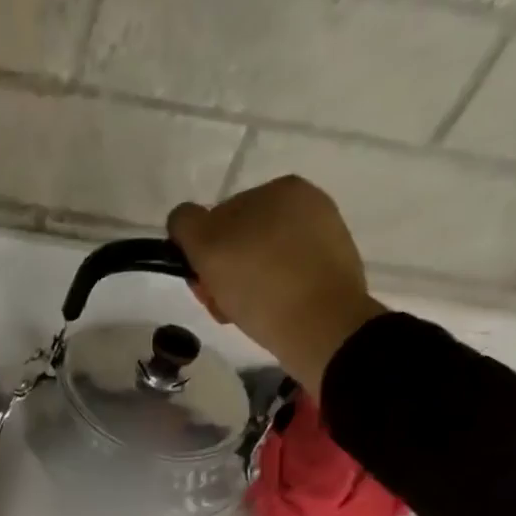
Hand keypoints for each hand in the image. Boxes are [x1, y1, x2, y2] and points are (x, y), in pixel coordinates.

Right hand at [168, 177, 387, 393]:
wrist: (321, 327)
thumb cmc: (260, 284)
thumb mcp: (207, 247)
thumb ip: (186, 224)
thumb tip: (183, 222)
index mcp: (278, 188)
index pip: (217, 219)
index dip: (201, 253)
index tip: (202, 284)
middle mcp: (305, 204)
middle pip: (239, 242)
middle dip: (223, 272)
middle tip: (221, 304)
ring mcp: (323, 236)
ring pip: (261, 262)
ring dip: (243, 287)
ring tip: (243, 315)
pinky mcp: (332, 270)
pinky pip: (285, 279)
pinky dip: (270, 296)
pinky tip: (268, 316)